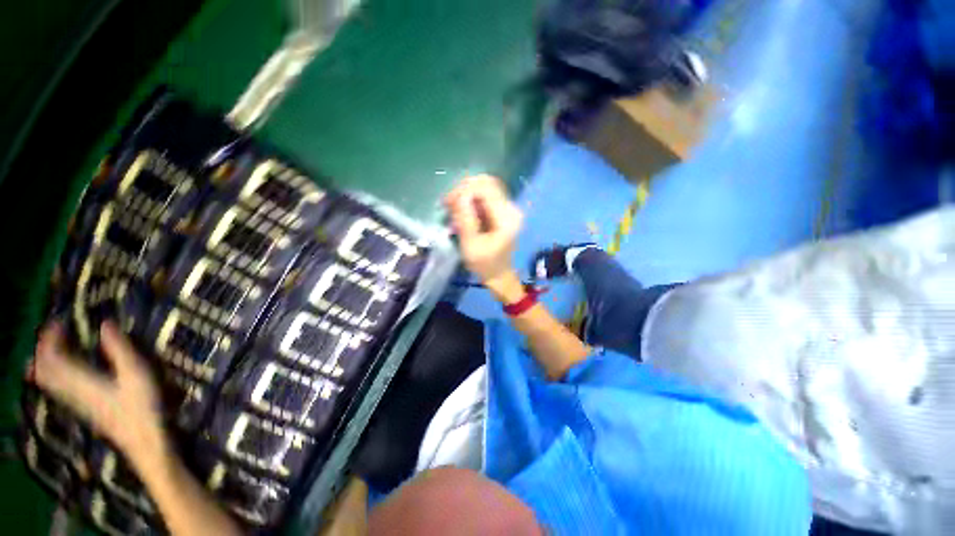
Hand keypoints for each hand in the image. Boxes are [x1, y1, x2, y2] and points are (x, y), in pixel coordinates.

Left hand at [31, 321, 166, 469]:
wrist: (142, 441)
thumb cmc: (142, 406)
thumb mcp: (137, 374)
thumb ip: (120, 349)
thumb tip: (105, 323)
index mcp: (81, 380)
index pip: (51, 357)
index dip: (49, 338)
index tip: (58, 321)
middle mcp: (71, 391)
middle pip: (43, 370)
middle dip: (43, 348)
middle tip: (54, 331)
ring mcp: (75, 401)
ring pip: (46, 381)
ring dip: (44, 361)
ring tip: (53, 347)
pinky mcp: (82, 407)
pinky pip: (56, 388)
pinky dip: (52, 374)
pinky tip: (61, 371)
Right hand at [444, 175, 522, 287]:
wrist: (498, 275)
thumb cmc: (484, 264)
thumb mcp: (470, 244)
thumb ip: (465, 219)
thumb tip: (458, 196)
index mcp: (506, 217)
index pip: (485, 189)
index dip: (464, 190)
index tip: (448, 202)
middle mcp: (511, 208)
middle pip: (486, 183)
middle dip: (464, 189)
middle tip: (448, 203)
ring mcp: (507, 208)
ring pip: (485, 187)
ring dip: (466, 193)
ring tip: (452, 205)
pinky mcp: (502, 210)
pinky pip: (485, 195)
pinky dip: (471, 198)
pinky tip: (460, 208)